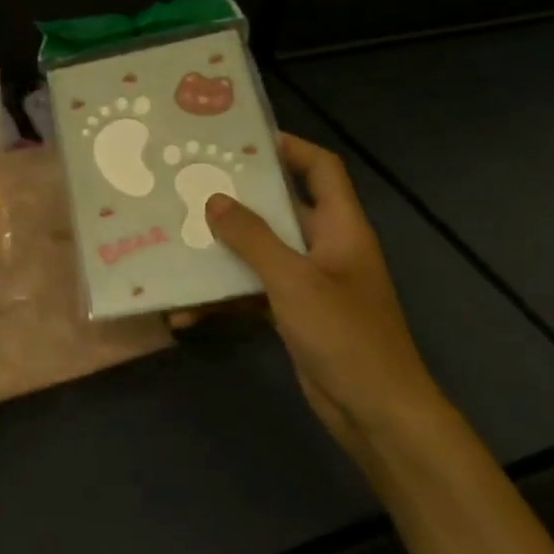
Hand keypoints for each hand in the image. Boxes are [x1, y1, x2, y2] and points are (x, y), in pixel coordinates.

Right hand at [204, 134, 445, 447]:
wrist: (375, 412)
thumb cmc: (344, 335)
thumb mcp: (294, 280)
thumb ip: (253, 239)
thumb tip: (214, 200)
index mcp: (340, 227)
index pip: (321, 169)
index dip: (289, 148)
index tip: (240, 141)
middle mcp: (325, 247)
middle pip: (281, 208)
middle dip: (238, 199)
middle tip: (191, 185)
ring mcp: (309, 283)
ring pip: (260, 253)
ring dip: (223, 252)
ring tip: (177, 240)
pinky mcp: (293, 314)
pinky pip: (252, 293)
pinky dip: (224, 299)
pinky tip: (186, 312)